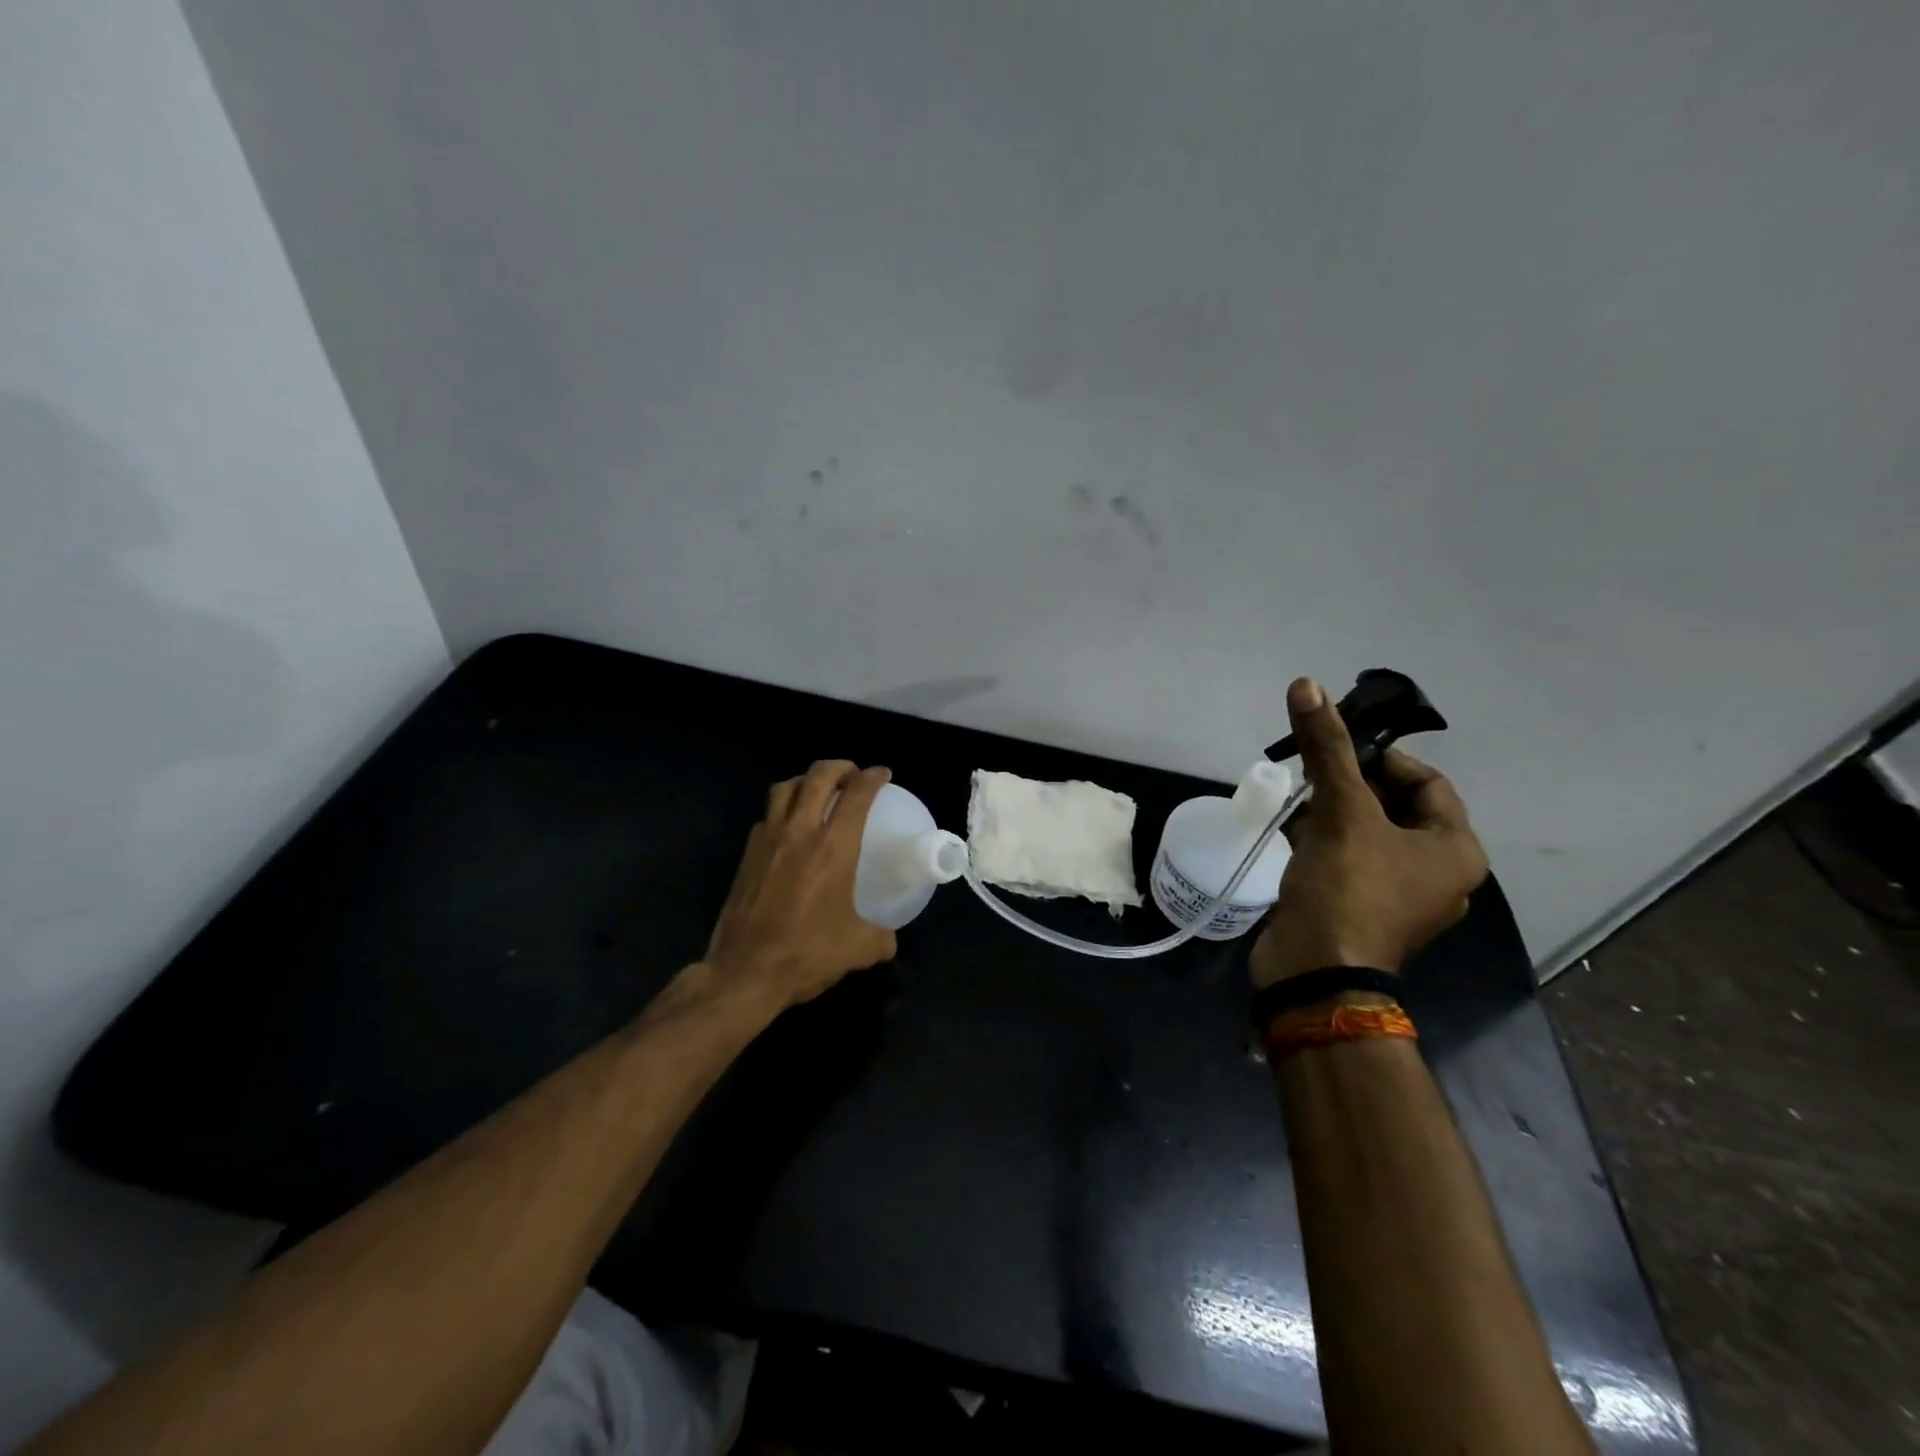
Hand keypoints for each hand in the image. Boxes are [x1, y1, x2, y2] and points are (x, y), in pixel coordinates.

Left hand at [703, 760, 898, 1009]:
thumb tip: (889, 939)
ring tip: (818, 792)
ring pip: (784, 788)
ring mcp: (768, 840)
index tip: (882, 774)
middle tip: (852, 775)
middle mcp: (800, 832)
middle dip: (839, 767)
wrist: (745, 972)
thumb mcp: (858, 949)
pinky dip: (781, 810)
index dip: (873, 777)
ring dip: (805, 781)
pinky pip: (766, 817)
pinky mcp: (746, 855)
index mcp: (834, 847)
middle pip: (818, 776)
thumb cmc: (807, 953)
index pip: (857, 794)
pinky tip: (789, 830)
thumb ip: (881, 938)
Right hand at [1250, 678, 1487, 987]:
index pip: (1427, 782)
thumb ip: (1326, 749)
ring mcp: (1400, 898)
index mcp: (1455, 850)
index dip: (1383, 756)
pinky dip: (1327, 842)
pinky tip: (1295, 834)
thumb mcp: (1341, 811)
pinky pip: (1351, 861)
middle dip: (1353, 784)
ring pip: (1369, 835)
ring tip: (1300, 799)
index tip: (1338, 747)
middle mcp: (1438, 874)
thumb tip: (1307, 685)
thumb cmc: (1348, 889)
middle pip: (1396, 807)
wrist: (1315, 972)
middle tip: (1312, 770)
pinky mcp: (1362, 911)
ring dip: (1336, 813)